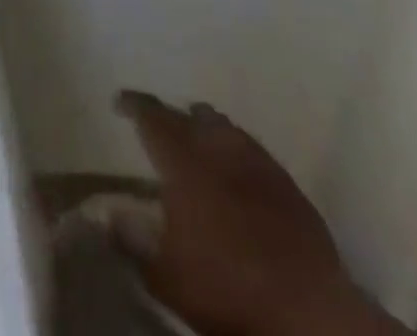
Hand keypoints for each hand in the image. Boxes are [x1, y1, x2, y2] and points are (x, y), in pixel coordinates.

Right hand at [114, 91, 406, 335]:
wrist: (309, 313)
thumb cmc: (227, 290)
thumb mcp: (166, 276)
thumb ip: (132, 241)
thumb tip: (107, 214)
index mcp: (183, 160)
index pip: (152, 116)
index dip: (134, 105)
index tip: (120, 102)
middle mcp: (218, 147)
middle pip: (189, 116)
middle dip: (170, 116)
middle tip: (157, 125)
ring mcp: (257, 161)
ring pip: (224, 127)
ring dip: (205, 128)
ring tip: (195, 138)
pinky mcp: (288, 184)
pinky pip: (252, 150)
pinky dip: (235, 151)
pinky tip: (235, 170)